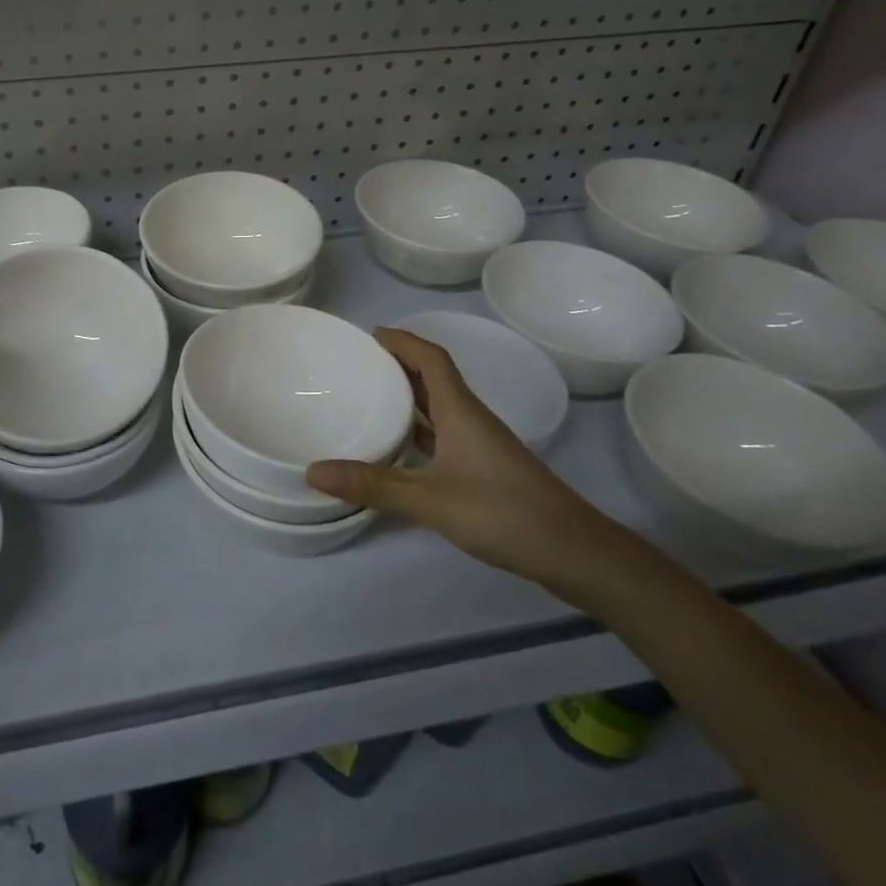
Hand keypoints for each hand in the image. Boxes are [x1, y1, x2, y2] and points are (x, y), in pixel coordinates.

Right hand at [307, 328, 621, 592]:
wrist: (573, 551)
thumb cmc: (501, 511)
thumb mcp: (429, 499)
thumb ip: (372, 485)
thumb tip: (313, 471)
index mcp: (459, 409)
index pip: (430, 358)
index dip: (402, 341)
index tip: (370, 335)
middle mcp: (470, 418)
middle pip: (433, 377)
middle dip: (399, 364)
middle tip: (360, 364)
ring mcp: (480, 444)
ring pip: (440, 407)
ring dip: (409, 396)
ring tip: (371, 397)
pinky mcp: (485, 468)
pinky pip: (444, 433)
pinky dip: (420, 430)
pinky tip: (400, 448)